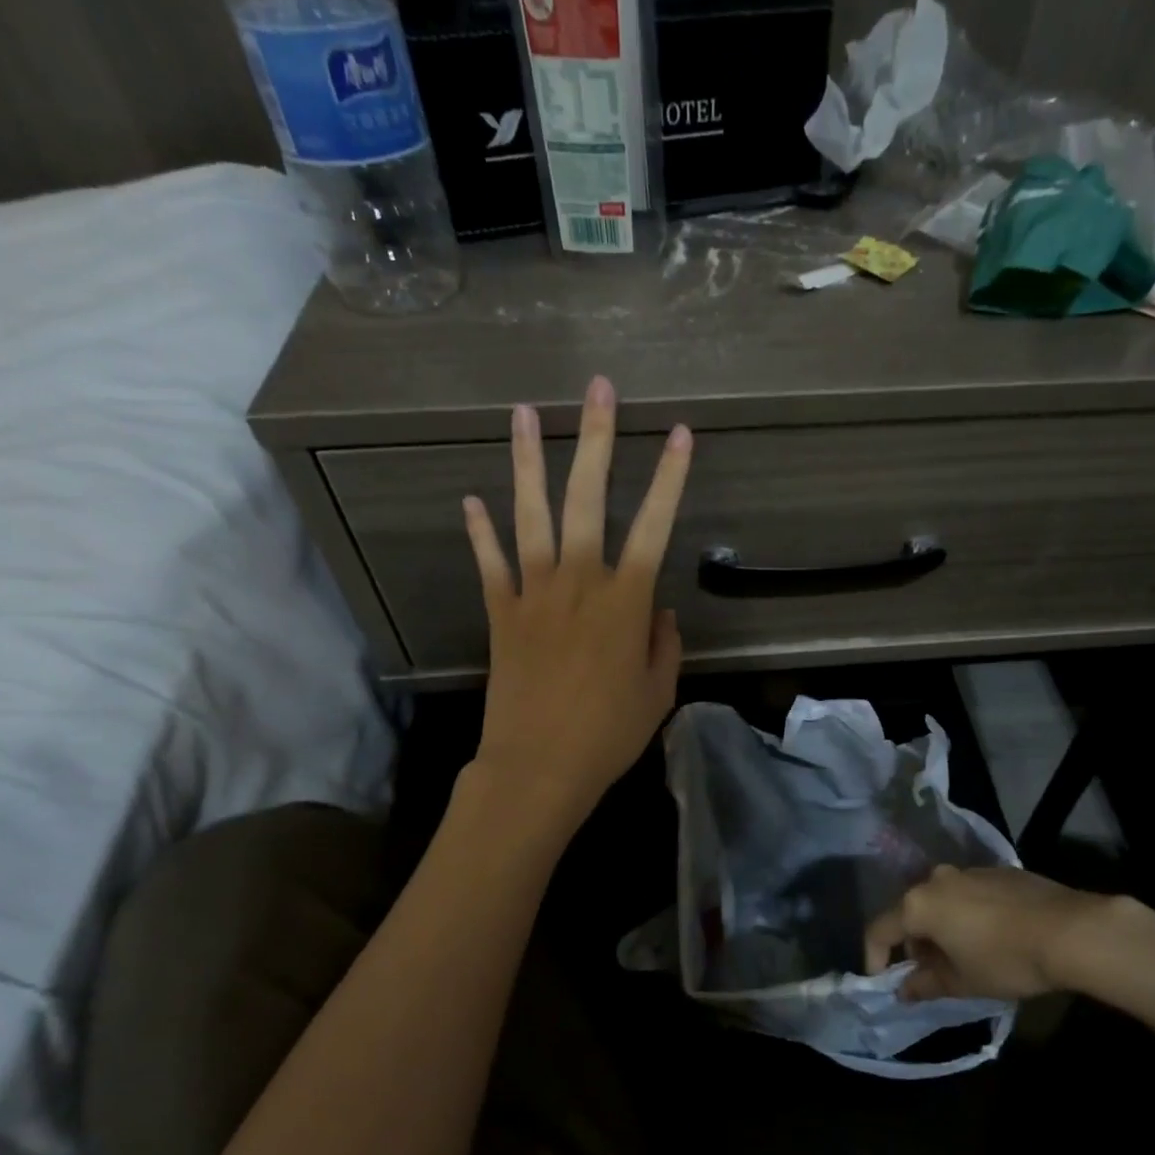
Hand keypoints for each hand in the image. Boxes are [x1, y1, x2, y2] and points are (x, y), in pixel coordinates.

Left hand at [462, 375, 691, 828]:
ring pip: (531, 514)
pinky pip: (491, 562)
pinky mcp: (501, 612)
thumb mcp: (658, 692)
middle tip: (598, 389)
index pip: (655, 524)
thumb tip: (657, 610)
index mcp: (625, 600)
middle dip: (597, 439)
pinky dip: (481, 531)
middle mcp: (579, 581)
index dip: (671, 477)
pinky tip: (472, 499)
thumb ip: (662, 643)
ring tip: (523, 412)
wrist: (538, 766)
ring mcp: (533, 592)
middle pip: (588, 497)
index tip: (682, 434)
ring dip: (528, 460)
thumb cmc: (609, 734)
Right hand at [863, 866, 1154, 1001]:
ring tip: (964, 957)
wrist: (1071, 930)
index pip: (879, 930)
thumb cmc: (1006, 960)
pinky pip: (969, 894)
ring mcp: (969, 870)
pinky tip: (993, 937)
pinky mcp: (998, 870)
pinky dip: (967, 915)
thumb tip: (904, 989)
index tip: (884, 981)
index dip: (875, 958)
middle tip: (931, 974)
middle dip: (915, 945)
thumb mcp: (963, 982)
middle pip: (911, 913)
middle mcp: (937, 879)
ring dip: (942, 928)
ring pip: (941, 901)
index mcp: (919, 905)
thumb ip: (926, 984)